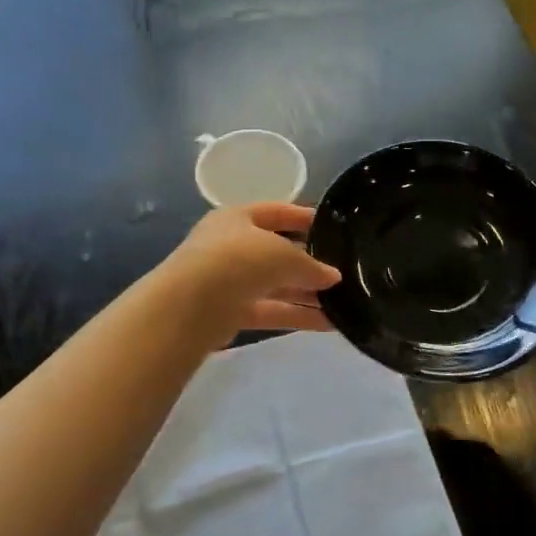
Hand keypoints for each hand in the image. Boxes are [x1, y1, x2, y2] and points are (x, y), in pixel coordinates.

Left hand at [166, 203, 341, 339]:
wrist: (191, 305)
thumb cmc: (238, 260)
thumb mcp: (283, 254)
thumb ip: (310, 265)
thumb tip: (332, 276)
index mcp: (237, 218)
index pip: (275, 212)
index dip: (302, 217)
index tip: (330, 227)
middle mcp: (230, 246)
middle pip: (276, 253)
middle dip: (308, 264)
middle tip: (342, 272)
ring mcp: (228, 281)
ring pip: (275, 285)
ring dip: (307, 295)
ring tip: (344, 303)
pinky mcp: (229, 313)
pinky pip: (270, 311)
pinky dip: (296, 316)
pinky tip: (328, 324)